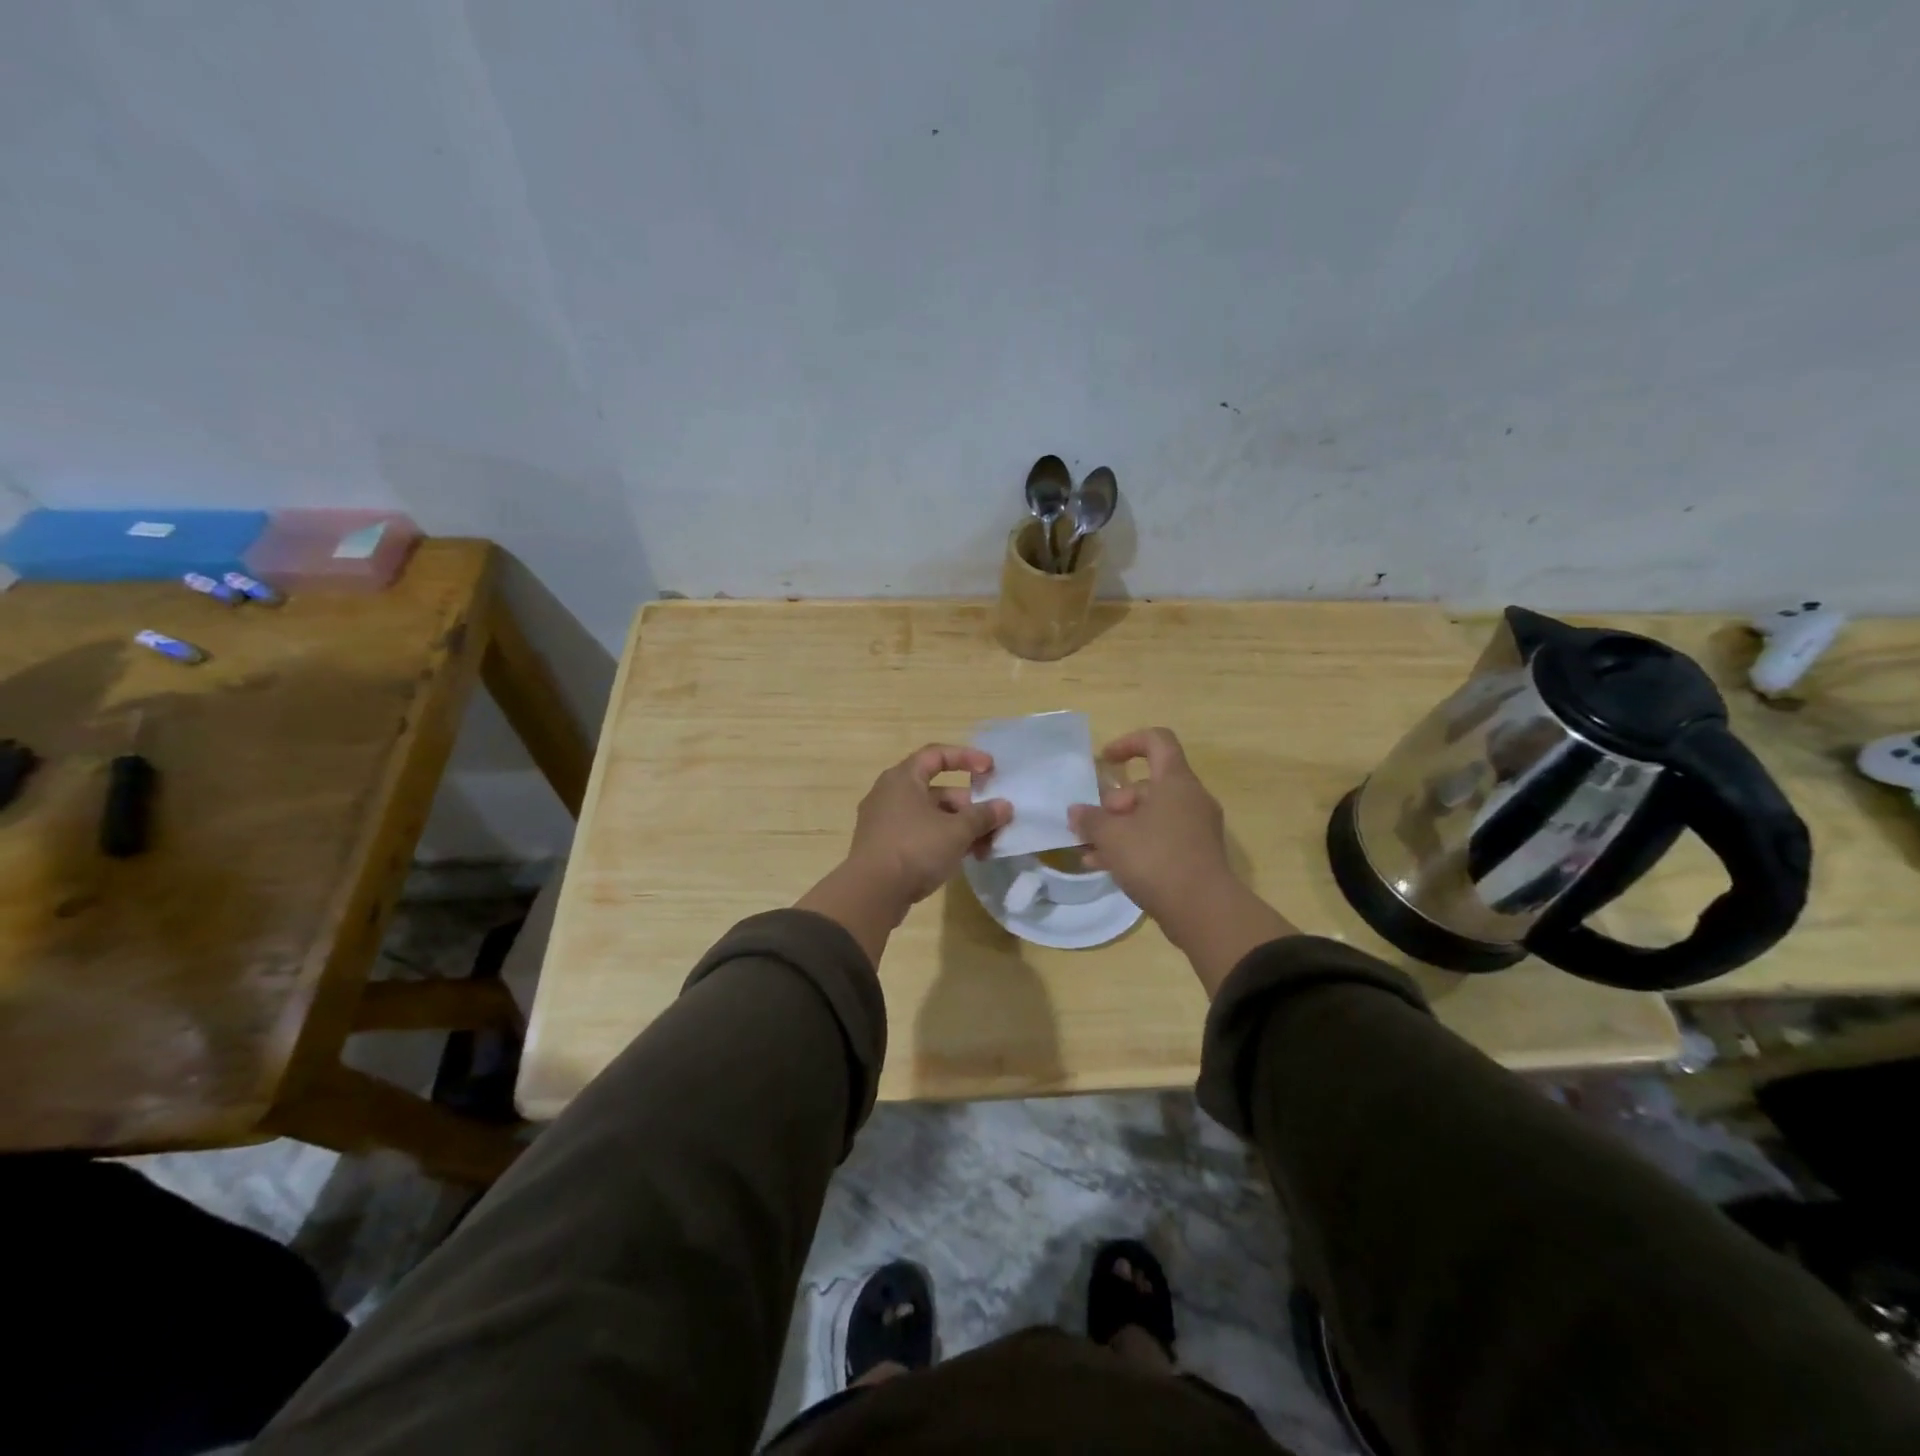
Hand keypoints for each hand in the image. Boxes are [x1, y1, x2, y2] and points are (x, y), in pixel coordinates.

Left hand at [847, 744, 1010, 909]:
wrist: (872, 894)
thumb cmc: (915, 849)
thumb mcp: (956, 831)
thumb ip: (982, 816)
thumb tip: (1005, 806)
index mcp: (902, 779)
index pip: (936, 754)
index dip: (966, 757)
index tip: (990, 769)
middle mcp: (889, 794)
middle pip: (936, 790)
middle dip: (969, 806)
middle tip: (993, 821)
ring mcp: (884, 822)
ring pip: (930, 816)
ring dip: (959, 828)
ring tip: (985, 847)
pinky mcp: (884, 847)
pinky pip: (919, 835)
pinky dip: (942, 841)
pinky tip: (963, 859)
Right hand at [1069, 728, 1232, 927]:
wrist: (1204, 911)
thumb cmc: (1156, 859)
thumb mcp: (1112, 837)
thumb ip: (1090, 819)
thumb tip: (1077, 811)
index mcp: (1175, 782)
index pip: (1157, 741)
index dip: (1128, 743)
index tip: (1104, 760)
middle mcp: (1190, 799)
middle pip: (1147, 786)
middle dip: (1114, 803)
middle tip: (1091, 825)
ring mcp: (1195, 829)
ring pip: (1150, 817)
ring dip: (1118, 829)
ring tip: (1089, 850)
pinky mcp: (1195, 856)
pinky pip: (1159, 840)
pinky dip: (1134, 847)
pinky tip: (1104, 867)